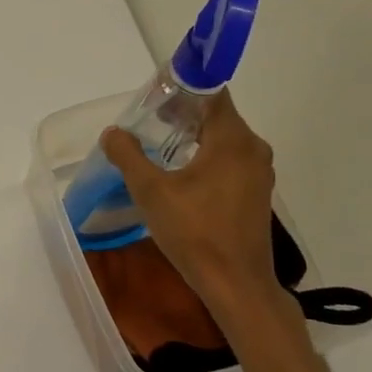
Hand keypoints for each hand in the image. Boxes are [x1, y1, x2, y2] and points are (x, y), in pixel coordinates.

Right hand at [100, 88, 290, 325]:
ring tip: (159, 146)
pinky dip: (205, 157)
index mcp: (232, 140)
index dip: (183, 87)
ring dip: (193, 137)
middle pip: (217, 116)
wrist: (235, 283)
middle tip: (148, 121)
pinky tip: (180, 175)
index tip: (155, 95)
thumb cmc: (194, 232)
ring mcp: (258, 173)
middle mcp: (252, 149)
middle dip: (183, 113)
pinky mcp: (255, 194)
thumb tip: (113, 133)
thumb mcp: (150, 191)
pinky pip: (229, 161)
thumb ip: (129, 156)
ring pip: (223, 140)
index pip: (212, 93)